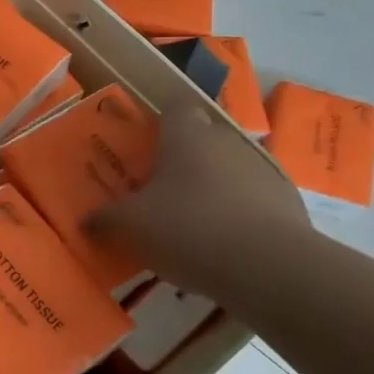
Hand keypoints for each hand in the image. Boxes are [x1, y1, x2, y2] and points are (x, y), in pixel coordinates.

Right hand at [85, 103, 307, 299]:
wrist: (270, 267)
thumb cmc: (189, 228)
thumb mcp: (132, 225)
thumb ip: (107, 219)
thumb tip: (85, 221)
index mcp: (187, 135)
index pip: (175, 107)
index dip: (161, 121)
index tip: (146, 143)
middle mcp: (226, 142)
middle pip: (203, 138)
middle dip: (185, 158)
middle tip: (161, 187)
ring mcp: (263, 170)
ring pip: (230, 169)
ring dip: (214, 187)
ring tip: (194, 222)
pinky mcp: (288, 203)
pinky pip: (255, 200)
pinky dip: (241, 214)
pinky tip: (226, 245)